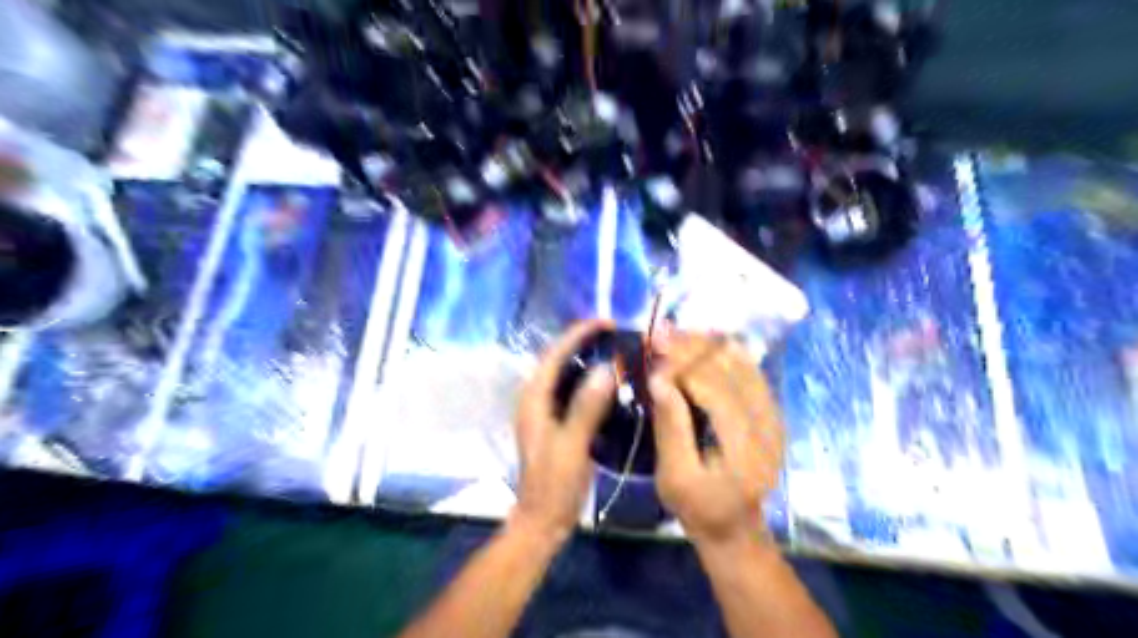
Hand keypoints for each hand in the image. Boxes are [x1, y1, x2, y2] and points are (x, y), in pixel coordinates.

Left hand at [515, 321, 617, 546]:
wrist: (542, 520)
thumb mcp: (571, 445)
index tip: (607, 322)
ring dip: (588, 359)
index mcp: (534, 399)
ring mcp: (546, 411)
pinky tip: (611, 384)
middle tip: (617, 334)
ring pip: (566, 374)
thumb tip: (606, 368)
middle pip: (558, 359)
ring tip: (617, 350)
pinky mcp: (557, 423)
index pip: (554, 354)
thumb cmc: (553, 484)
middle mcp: (536, 399)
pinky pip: (574, 391)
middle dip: (584, 341)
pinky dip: (591, 381)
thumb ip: (586, 407)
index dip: (578, 333)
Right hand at [649, 333, 783, 547]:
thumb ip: (670, 428)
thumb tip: (660, 379)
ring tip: (678, 331)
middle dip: (693, 347)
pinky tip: (705, 341)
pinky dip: (725, 353)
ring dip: (709, 346)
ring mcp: (773, 416)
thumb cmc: (698, 506)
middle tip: (662, 331)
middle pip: (731, 370)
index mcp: (745, 447)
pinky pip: (750, 371)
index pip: (715, 389)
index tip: (655, 345)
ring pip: (743, 365)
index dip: (684, 364)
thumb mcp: (674, 477)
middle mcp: (767, 425)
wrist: (734, 527)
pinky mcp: (769, 412)